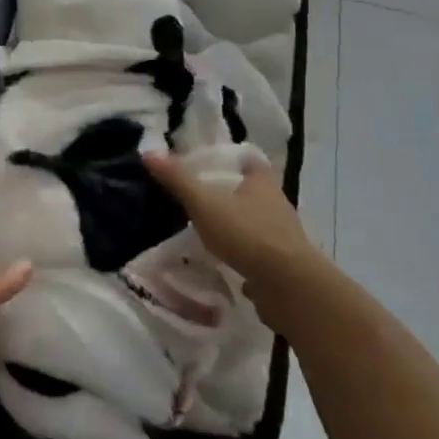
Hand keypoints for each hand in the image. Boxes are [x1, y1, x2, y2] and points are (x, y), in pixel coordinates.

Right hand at [143, 151, 312, 303]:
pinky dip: (242, 254)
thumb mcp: (204, 204)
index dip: (231, 159)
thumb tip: (149, 152)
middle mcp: (277, 204)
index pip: (249, 160)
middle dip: (229, 194)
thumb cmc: (247, 234)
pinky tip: (223, 262)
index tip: (208, 164)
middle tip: (199, 197)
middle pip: (251, 191)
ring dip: (236, 225)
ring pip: (255, 222)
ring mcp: (282, 236)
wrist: (289, 287)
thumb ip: (178, 180)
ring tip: (206, 230)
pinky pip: (258, 253)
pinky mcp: (283, 265)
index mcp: (262, 182)